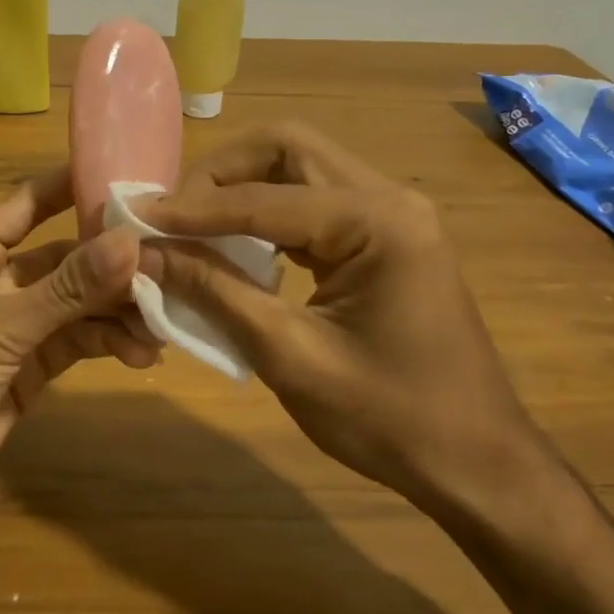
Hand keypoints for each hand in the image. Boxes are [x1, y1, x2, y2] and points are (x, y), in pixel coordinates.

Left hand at [0, 166, 158, 535]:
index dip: (75, 188)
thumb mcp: (0, 324)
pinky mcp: (29, 369)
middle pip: (65, 259)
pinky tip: (141, 353)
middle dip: (112, 264)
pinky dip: (107, 344)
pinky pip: (76, 343)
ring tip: (161, 321)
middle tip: (168, 266)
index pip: (30, 204)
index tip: (132, 178)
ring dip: (116, 310)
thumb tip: (131, 242)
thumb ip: (68, 288)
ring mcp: (14, 327)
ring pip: (77, 304)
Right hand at [137, 123, 558, 519]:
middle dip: (220, 174)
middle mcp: (388, 198)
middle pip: (287, 149)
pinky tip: (235, 245)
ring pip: (299, 168)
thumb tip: (145, 253)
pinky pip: (313, 202)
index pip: (264, 197)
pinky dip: (266, 214)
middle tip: (171, 214)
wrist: (477, 464)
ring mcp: (391, 214)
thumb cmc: (389, 419)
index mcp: (378, 222)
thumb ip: (215, 292)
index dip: (193, 208)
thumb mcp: (290, 356)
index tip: (135, 217)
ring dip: (241, 189)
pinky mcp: (385, 236)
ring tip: (191, 226)